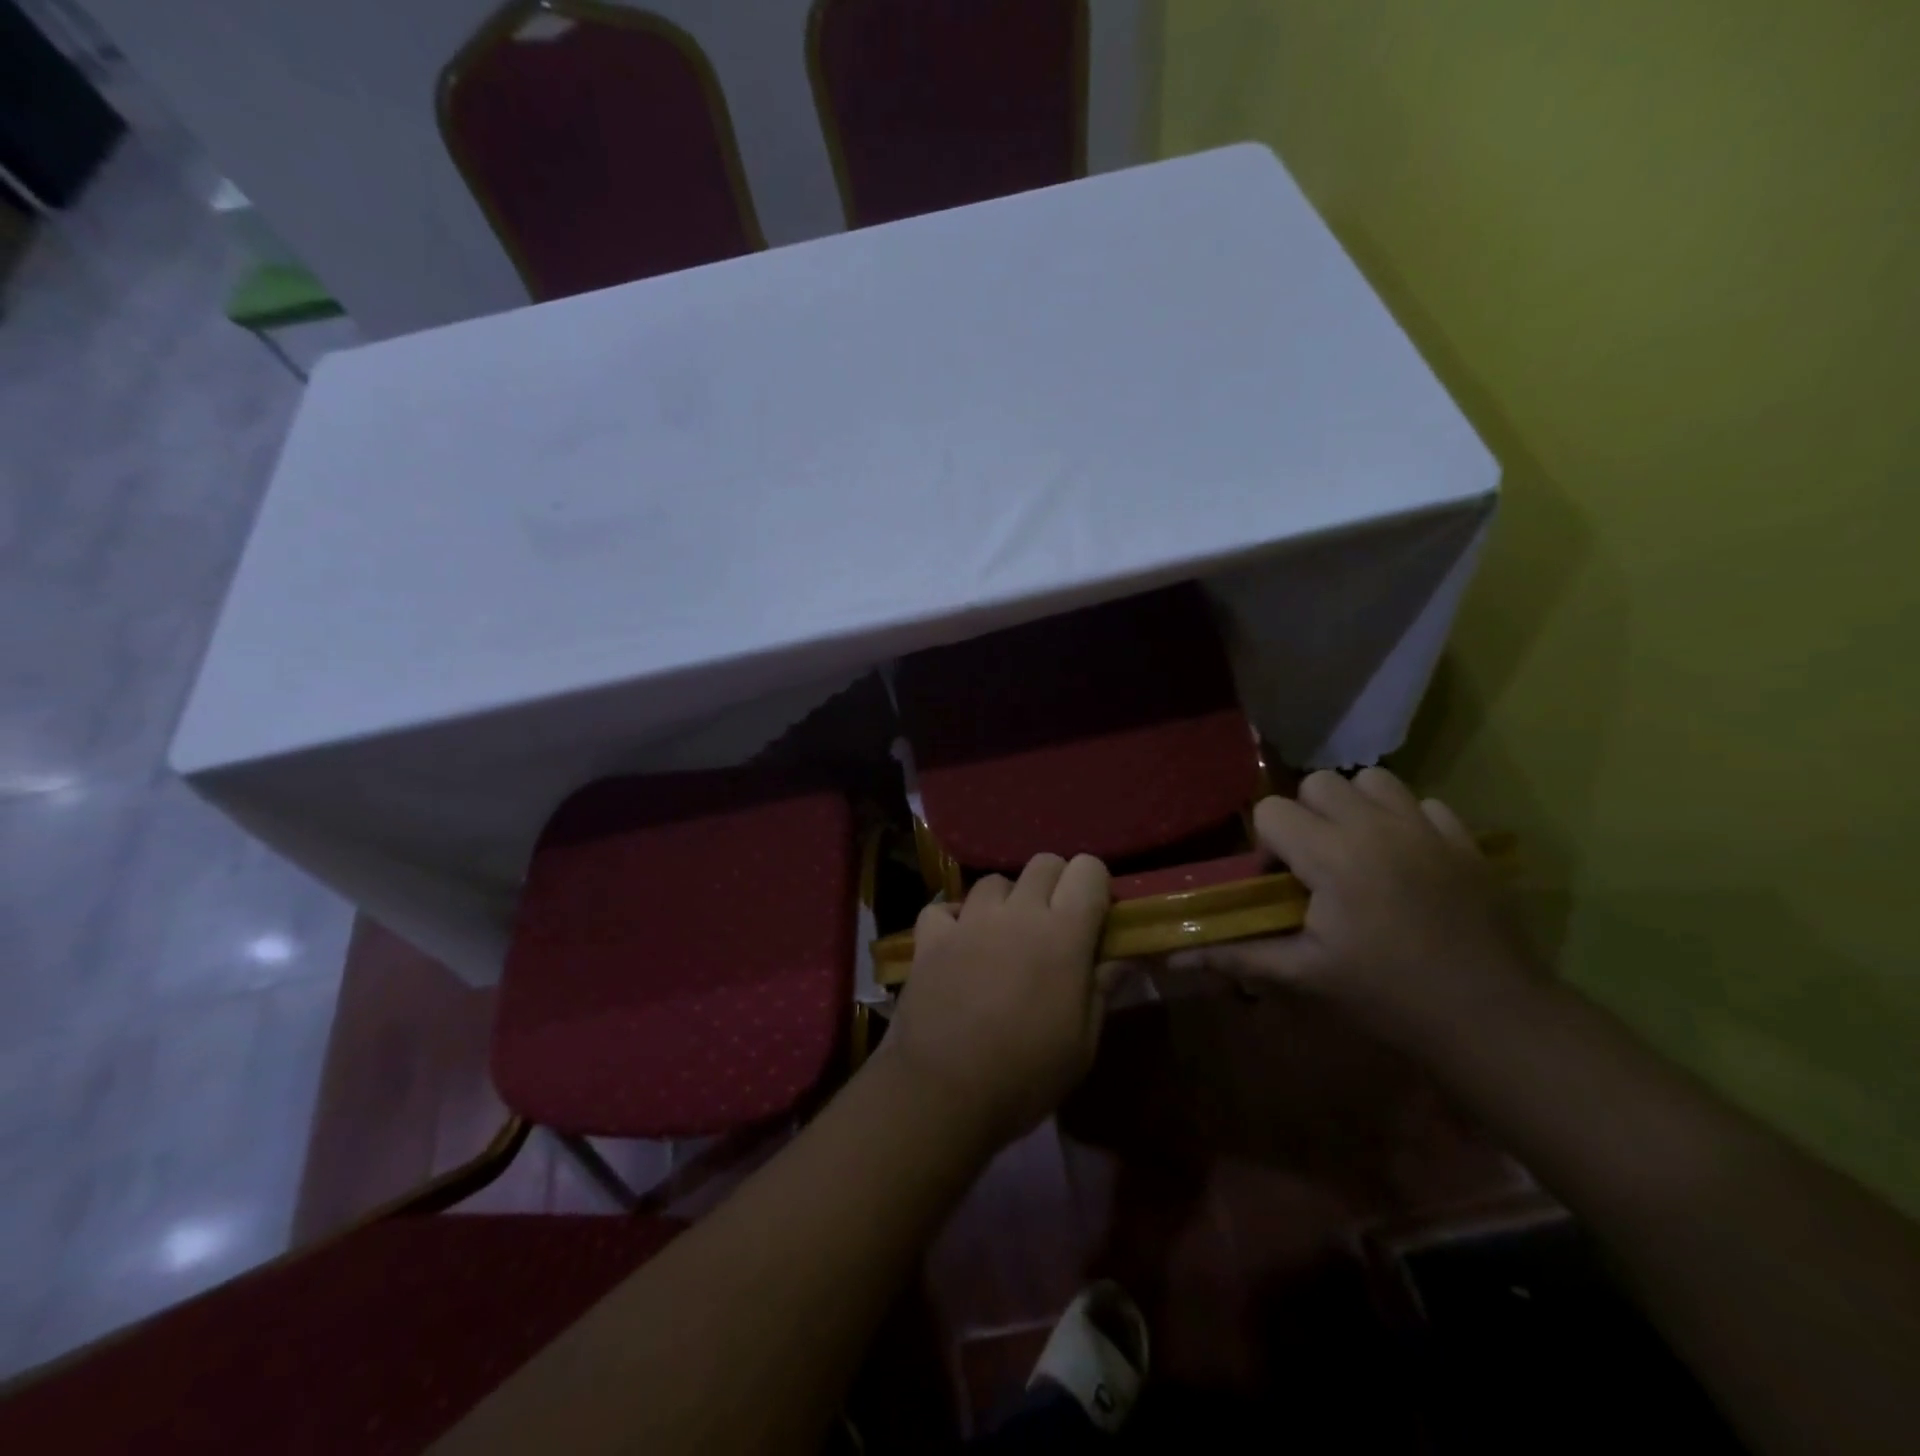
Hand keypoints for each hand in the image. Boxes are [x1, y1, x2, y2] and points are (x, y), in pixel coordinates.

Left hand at [882, 853, 1111, 1151]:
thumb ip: (1102, 989)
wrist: (944, 1092)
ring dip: (1006, 901)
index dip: (1095, 885)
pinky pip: (943, 909)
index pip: (1088, 869)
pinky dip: (952, 920)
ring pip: (994, 881)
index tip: (1095, 916)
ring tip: (1004, 937)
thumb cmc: (1027, 1074)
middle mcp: (1017, 912)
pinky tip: (958, 945)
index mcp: (1063, 933)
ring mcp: (969, 921)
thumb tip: (1122, 958)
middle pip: (1043, 862)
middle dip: (1055, 884)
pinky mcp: (930, 938)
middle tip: (1054, 924)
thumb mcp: (1083, 1044)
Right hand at [1171, 768, 1534, 1049]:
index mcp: (1330, 855)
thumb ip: (1237, 955)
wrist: (1491, 1017)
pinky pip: (1422, 803)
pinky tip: (1408, 861)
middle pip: (1318, 784)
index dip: (1268, 844)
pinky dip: (1406, 820)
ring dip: (1356, 807)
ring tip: (1360, 851)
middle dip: (1307, 817)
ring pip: (1372, 779)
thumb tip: (1173, 958)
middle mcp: (1374, 825)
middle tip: (1318, 866)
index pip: (1271, 811)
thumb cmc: (1386, 995)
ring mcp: (1424, 827)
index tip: (1283, 884)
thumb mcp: (1304, 975)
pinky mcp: (1464, 839)